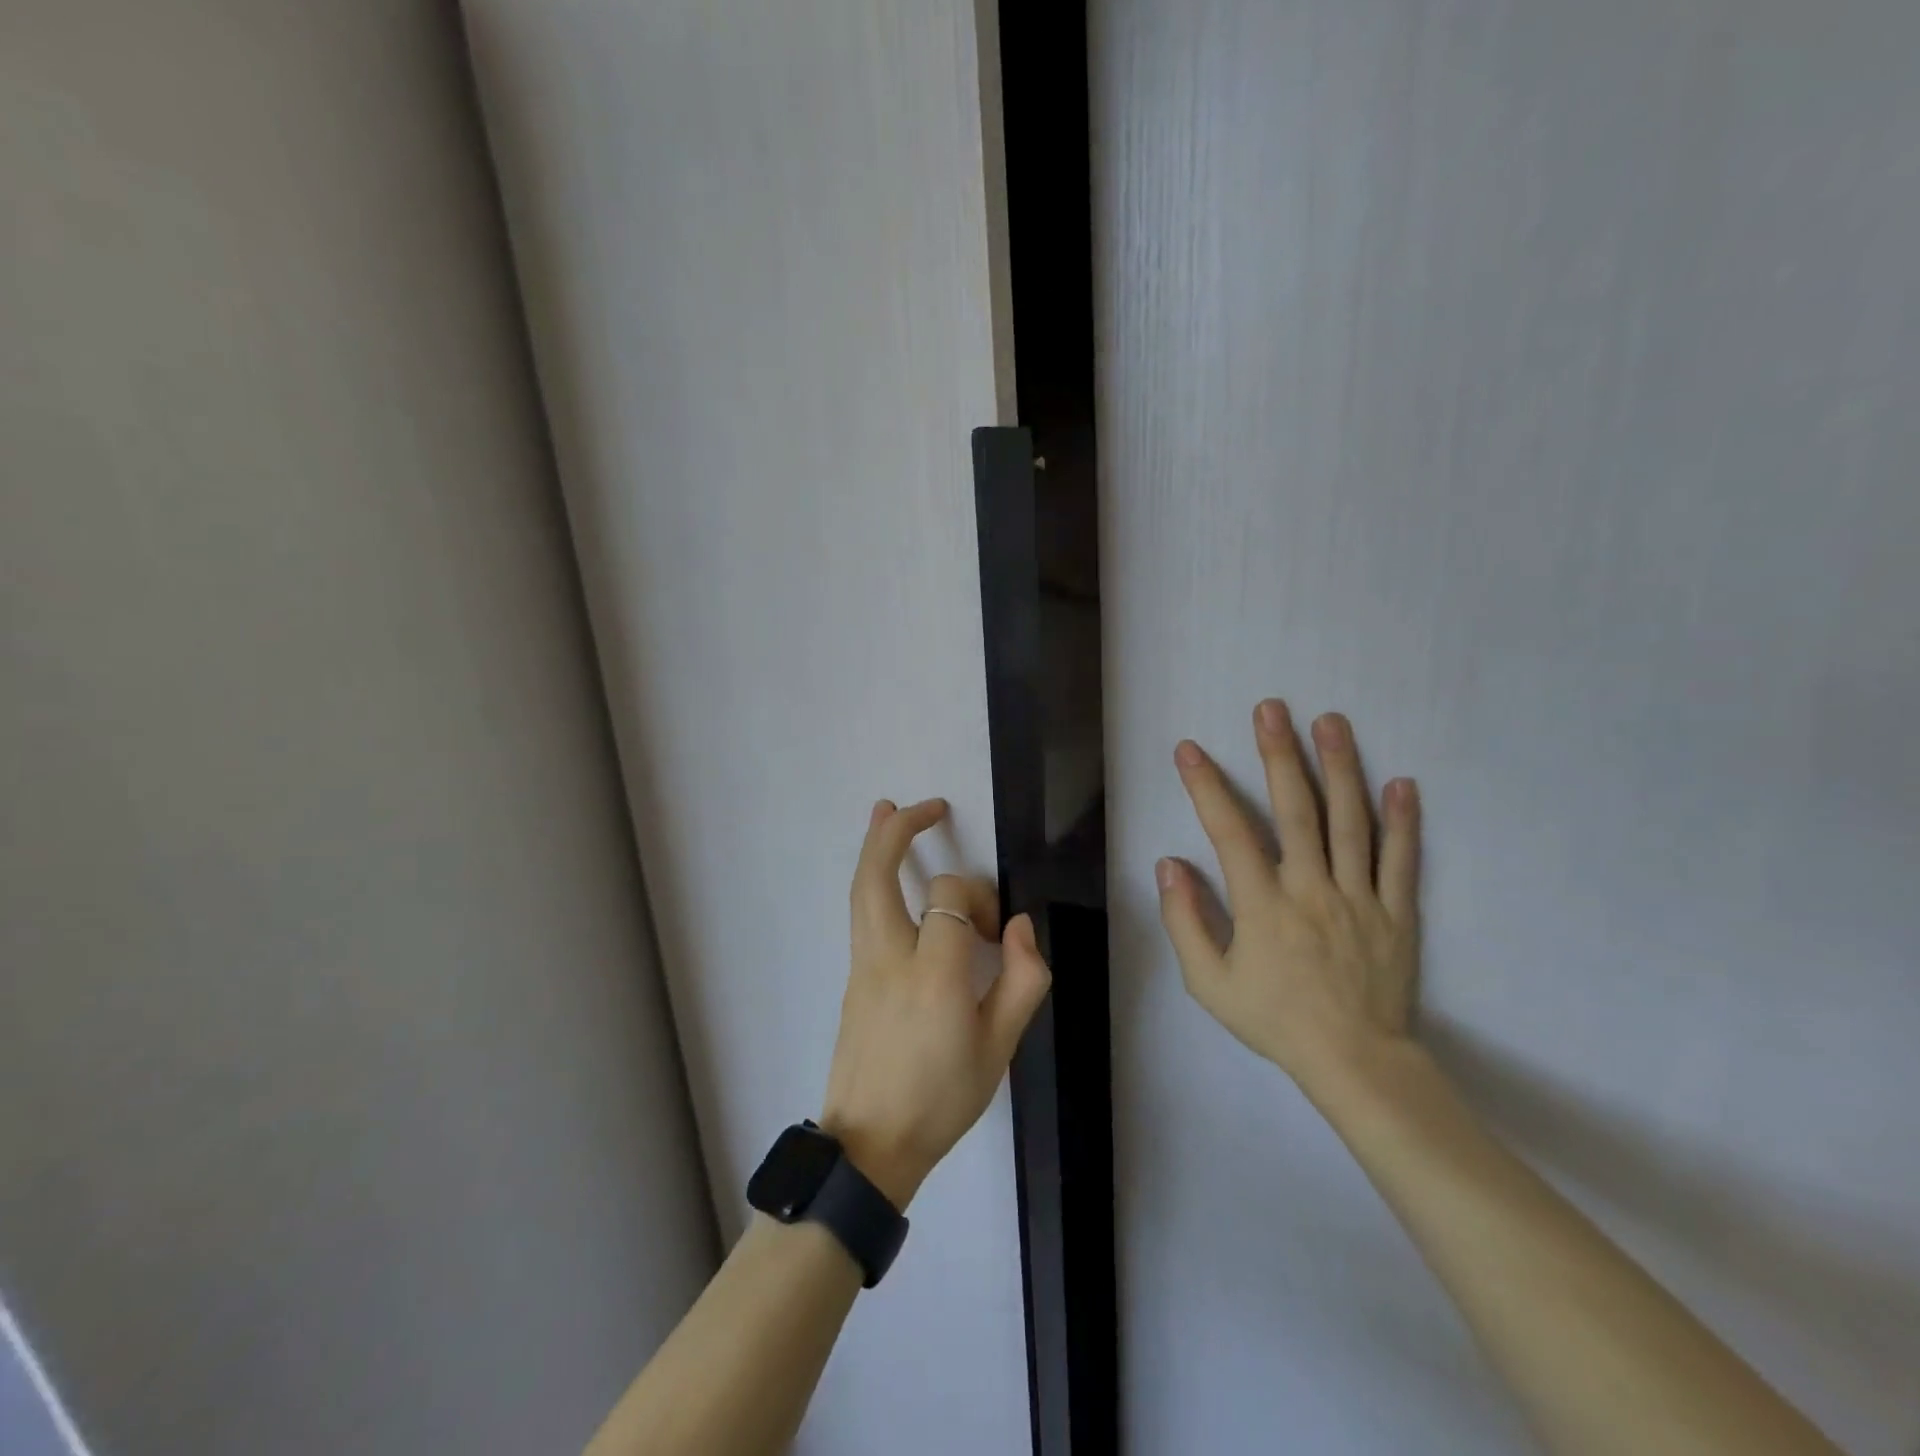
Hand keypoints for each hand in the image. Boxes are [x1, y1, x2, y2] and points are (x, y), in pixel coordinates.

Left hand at [819, 798, 1051, 1208]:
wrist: (869, 1146)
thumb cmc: (941, 1100)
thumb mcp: (999, 1049)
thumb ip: (1021, 981)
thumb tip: (1018, 926)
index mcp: (933, 976)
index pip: (950, 900)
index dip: (979, 900)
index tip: (997, 932)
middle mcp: (888, 957)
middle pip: (878, 875)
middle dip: (898, 831)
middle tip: (926, 805)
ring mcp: (861, 965)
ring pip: (861, 889)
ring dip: (875, 844)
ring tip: (885, 809)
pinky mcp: (852, 976)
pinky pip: (862, 912)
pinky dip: (873, 878)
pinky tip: (885, 872)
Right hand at [1157, 700, 1420, 1099]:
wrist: (1356, 1063)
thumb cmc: (1275, 1020)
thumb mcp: (1210, 983)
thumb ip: (1185, 921)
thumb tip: (1169, 865)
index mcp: (1263, 905)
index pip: (1229, 832)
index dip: (1207, 787)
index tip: (1190, 750)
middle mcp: (1311, 888)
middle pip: (1296, 810)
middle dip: (1279, 755)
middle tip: (1272, 708)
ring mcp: (1360, 897)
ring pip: (1350, 822)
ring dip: (1340, 767)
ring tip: (1331, 722)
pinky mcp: (1397, 912)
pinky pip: (1401, 860)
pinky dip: (1403, 821)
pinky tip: (1402, 782)